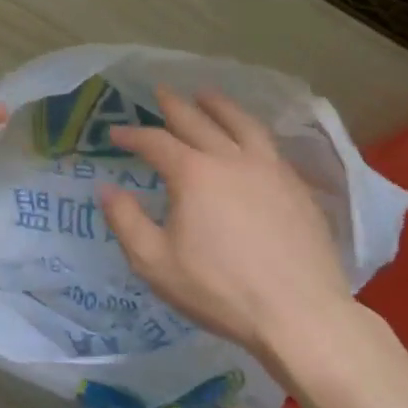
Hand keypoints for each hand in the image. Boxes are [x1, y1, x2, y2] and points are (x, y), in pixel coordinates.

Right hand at [98, 86, 352, 374]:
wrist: (300, 315)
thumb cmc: (219, 290)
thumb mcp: (155, 262)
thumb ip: (126, 221)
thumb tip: (107, 189)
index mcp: (193, 174)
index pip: (155, 142)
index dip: (132, 135)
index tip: (115, 133)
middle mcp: (231, 160)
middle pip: (199, 121)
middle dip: (175, 106)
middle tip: (160, 91)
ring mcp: (270, 170)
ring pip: (242, 124)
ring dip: (220, 106)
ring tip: (207, 95)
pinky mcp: (297, 188)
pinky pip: (270, 145)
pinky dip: (251, 131)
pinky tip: (250, 138)